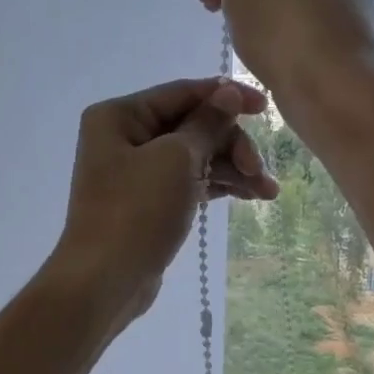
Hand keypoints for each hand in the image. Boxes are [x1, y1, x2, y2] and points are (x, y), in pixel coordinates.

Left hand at [47, 77, 279, 326]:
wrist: (105, 280)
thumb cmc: (136, 211)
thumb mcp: (177, 160)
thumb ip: (206, 123)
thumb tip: (227, 92)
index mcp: (119, 116)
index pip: (181, 93)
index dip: (226, 96)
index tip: (266, 107)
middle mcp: (124, 137)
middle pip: (191, 125)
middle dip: (230, 144)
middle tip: (258, 169)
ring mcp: (135, 172)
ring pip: (195, 156)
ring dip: (232, 168)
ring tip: (267, 192)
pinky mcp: (148, 202)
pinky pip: (189, 181)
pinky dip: (218, 185)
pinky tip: (250, 196)